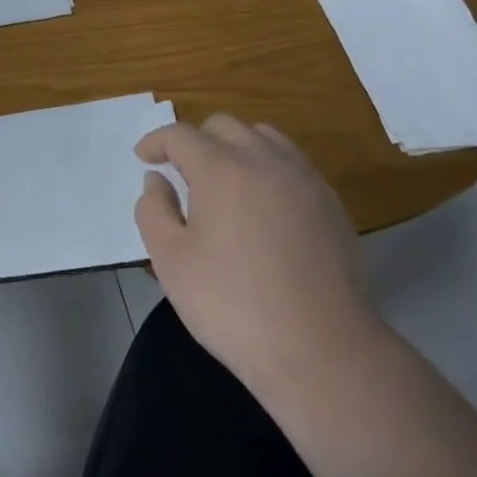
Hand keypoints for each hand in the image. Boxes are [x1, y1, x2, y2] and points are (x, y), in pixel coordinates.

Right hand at [134, 116, 381, 398]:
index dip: (156, 142)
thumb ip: (154, 210)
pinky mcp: (331, 204)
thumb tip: (157, 180)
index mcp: (222, 169)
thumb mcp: (170, 262)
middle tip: (182, 173)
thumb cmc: (233, 306)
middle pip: (224, 126)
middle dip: (196, 140)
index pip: (181, 135)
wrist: (320, 350)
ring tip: (224, 182)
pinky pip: (293, 165)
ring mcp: (304, 180)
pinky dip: (268, 168)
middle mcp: (265, 160)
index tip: (144, 158)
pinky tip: (263, 206)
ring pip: (264, 137)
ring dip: (236, 148)